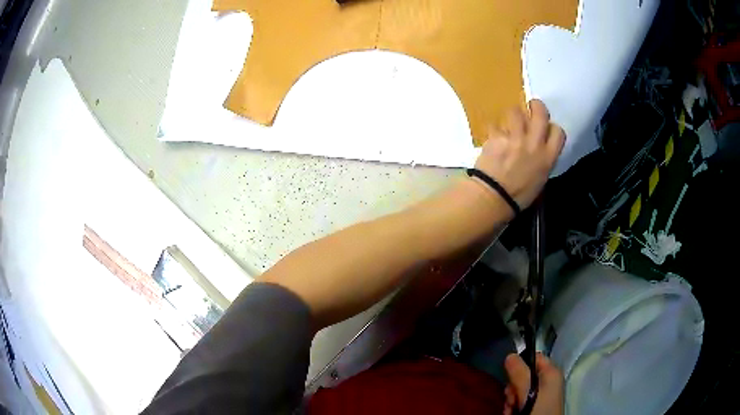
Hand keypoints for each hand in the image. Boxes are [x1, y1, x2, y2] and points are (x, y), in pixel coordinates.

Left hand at [473, 100, 564, 209]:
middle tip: (531, 107)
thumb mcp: (540, 180)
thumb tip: (539, 150)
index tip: (546, 128)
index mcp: (548, 157)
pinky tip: (493, 137)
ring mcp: (515, 138)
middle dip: (536, 106)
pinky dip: (494, 129)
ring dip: (513, 115)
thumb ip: (543, 160)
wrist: (493, 197)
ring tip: (510, 122)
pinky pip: (496, 125)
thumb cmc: (519, 196)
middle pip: (540, 112)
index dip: (552, 127)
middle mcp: (534, 143)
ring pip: (516, 112)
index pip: (558, 131)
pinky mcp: (497, 136)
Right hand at [503, 353, 563, 414]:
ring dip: (511, 400)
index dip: (521, 364)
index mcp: (551, 373)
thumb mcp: (529, 391)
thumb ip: (519, 373)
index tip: (510, 377)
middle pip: (524, 376)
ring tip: (511, 410)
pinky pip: (520, 402)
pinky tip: (512, 414)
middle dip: (513, 388)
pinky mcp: (535, 407)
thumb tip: (510, 355)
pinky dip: (513, 408)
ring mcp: (541, 396)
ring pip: (519, 391)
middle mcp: (547, 382)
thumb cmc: (539, 410)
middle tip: (512, 399)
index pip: (535, 358)